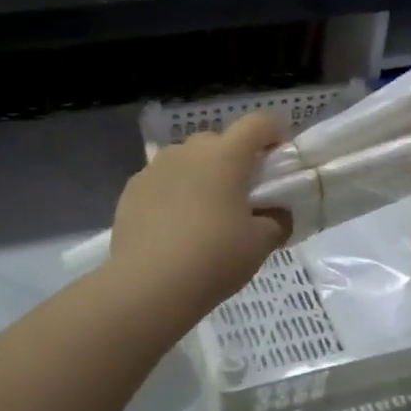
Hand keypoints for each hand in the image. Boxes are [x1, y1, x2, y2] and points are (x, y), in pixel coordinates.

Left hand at [106, 113, 291, 324]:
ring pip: (187, 159)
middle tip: (243, 194)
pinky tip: (174, 226)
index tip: (280, 158)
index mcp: (226, 156)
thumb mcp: (260, 244)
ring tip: (205, 212)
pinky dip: (173, 193)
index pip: (258, 124)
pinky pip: (162, 180)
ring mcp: (155, 168)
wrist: (148, 286)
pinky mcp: (131, 189)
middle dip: (234, 159)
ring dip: (201, 174)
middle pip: (219, 140)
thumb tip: (278, 215)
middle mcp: (188, 151)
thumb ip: (277, 222)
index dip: (274, 133)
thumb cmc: (213, 258)